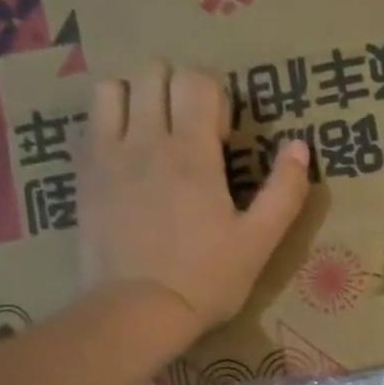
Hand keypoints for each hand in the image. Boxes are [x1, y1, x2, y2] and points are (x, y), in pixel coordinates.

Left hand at [77, 61, 310, 334]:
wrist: (136, 312)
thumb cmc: (206, 279)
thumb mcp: (259, 241)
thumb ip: (284, 191)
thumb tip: (299, 146)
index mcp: (191, 153)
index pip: (197, 81)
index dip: (216, 96)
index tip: (224, 135)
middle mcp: (144, 140)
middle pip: (154, 72)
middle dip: (179, 89)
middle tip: (194, 131)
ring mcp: (106, 155)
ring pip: (113, 87)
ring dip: (138, 97)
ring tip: (155, 133)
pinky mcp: (83, 174)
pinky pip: (89, 121)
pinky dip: (110, 121)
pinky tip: (128, 155)